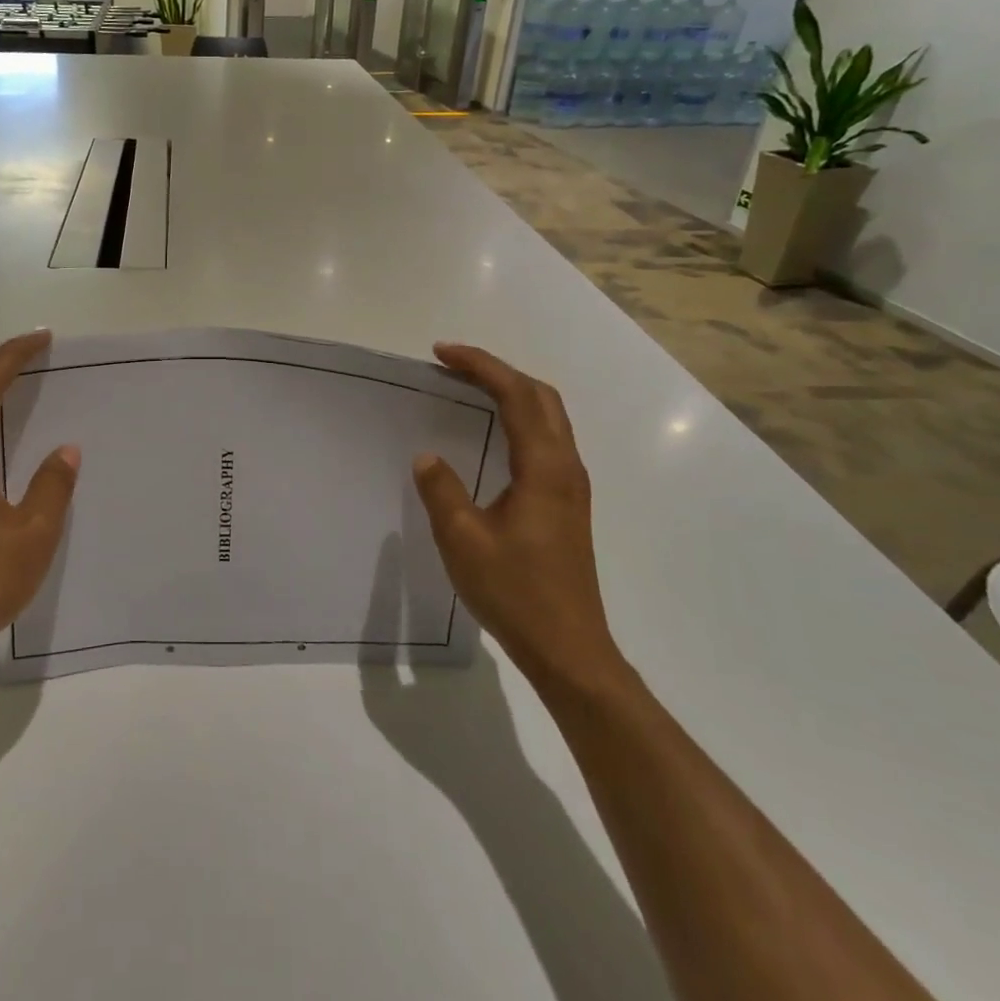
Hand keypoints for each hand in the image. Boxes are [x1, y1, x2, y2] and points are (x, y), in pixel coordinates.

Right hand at [412, 343, 624, 695]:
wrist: (568, 648)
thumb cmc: (515, 592)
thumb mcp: (462, 539)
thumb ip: (442, 490)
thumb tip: (427, 456)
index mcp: (543, 467)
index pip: (516, 395)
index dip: (480, 366)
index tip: (441, 352)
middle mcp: (565, 467)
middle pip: (541, 397)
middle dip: (498, 370)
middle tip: (453, 364)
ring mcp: (571, 487)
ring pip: (548, 417)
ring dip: (512, 392)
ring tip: (469, 389)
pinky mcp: (567, 505)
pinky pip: (546, 440)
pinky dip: (519, 419)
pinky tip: (493, 435)